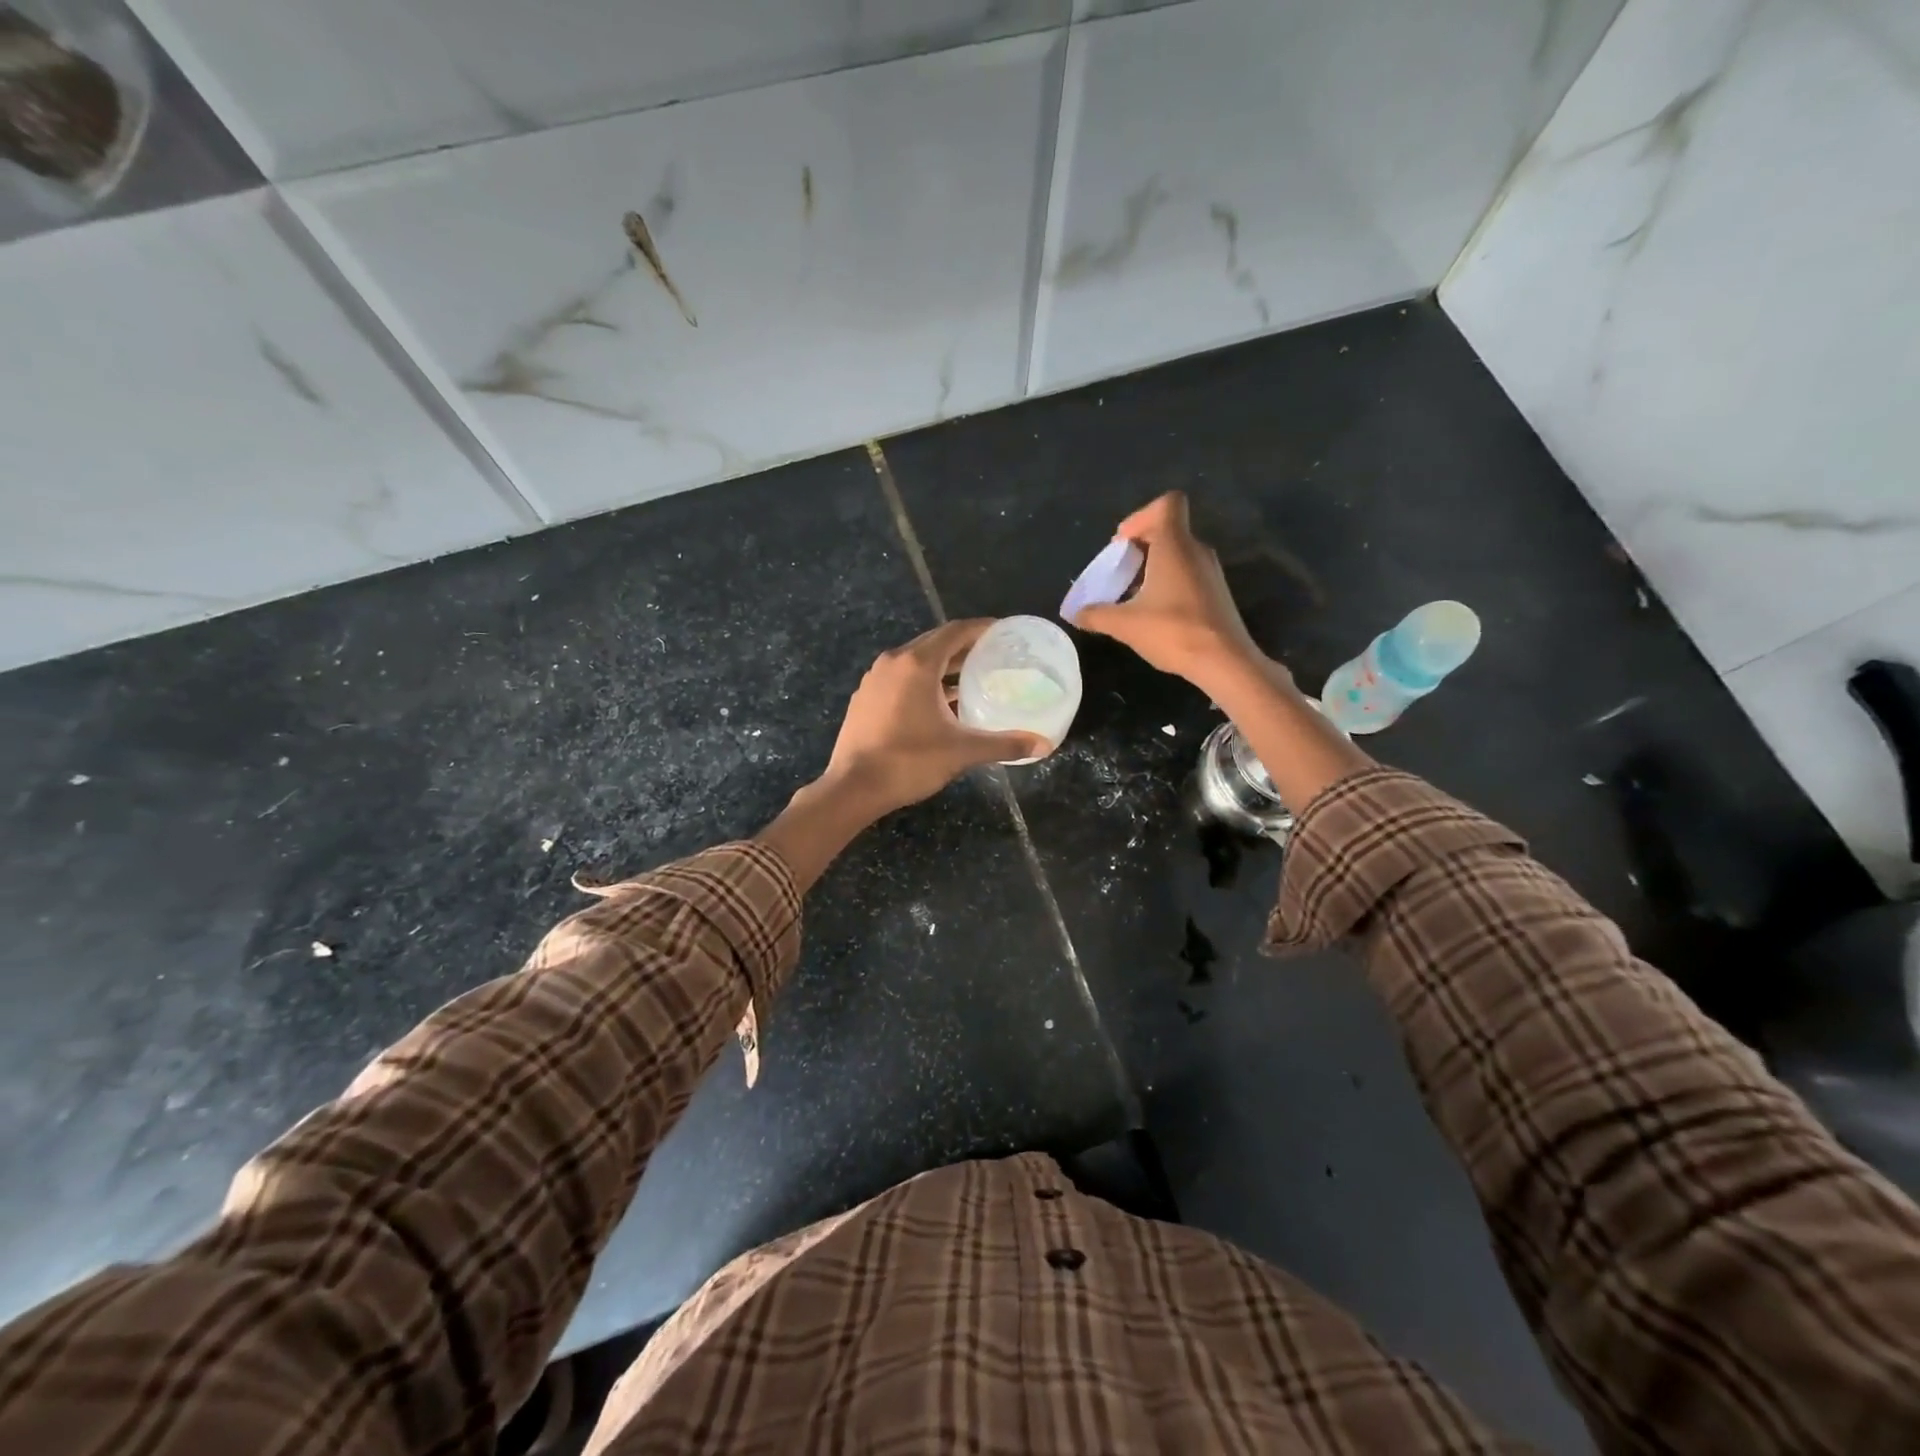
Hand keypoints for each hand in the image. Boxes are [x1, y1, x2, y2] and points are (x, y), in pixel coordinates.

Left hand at [823, 620, 1048, 814]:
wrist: (852, 788)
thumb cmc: (909, 762)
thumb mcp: (962, 752)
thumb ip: (1003, 744)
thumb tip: (1043, 746)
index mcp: (916, 664)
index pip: (955, 631)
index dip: (982, 629)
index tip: (1005, 633)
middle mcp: (893, 662)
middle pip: (935, 643)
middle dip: (965, 647)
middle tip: (994, 656)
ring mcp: (874, 680)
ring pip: (915, 662)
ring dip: (943, 667)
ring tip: (971, 679)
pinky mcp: (865, 699)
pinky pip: (900, 679)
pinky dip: (923, 682)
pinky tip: (939, 704)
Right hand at [1073, 491, 1278, 693]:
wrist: (1224, 661)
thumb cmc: (1173, 631)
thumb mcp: (1125, 624)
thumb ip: (1096, 615)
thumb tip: (1075, 614)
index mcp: (1175, 544)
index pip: (1167, 503)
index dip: (1140, 517)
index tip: (1122, 545)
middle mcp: (1196, 550)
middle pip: (1168, 529)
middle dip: (1140, 546)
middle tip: (1119, 572)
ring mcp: (1210, 571)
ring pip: (1178, 553)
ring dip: (1153, 566)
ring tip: (1132, 595)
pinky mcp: (1217, 593)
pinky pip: (1188, 573)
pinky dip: (1168, 582)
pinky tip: (1154, 612)